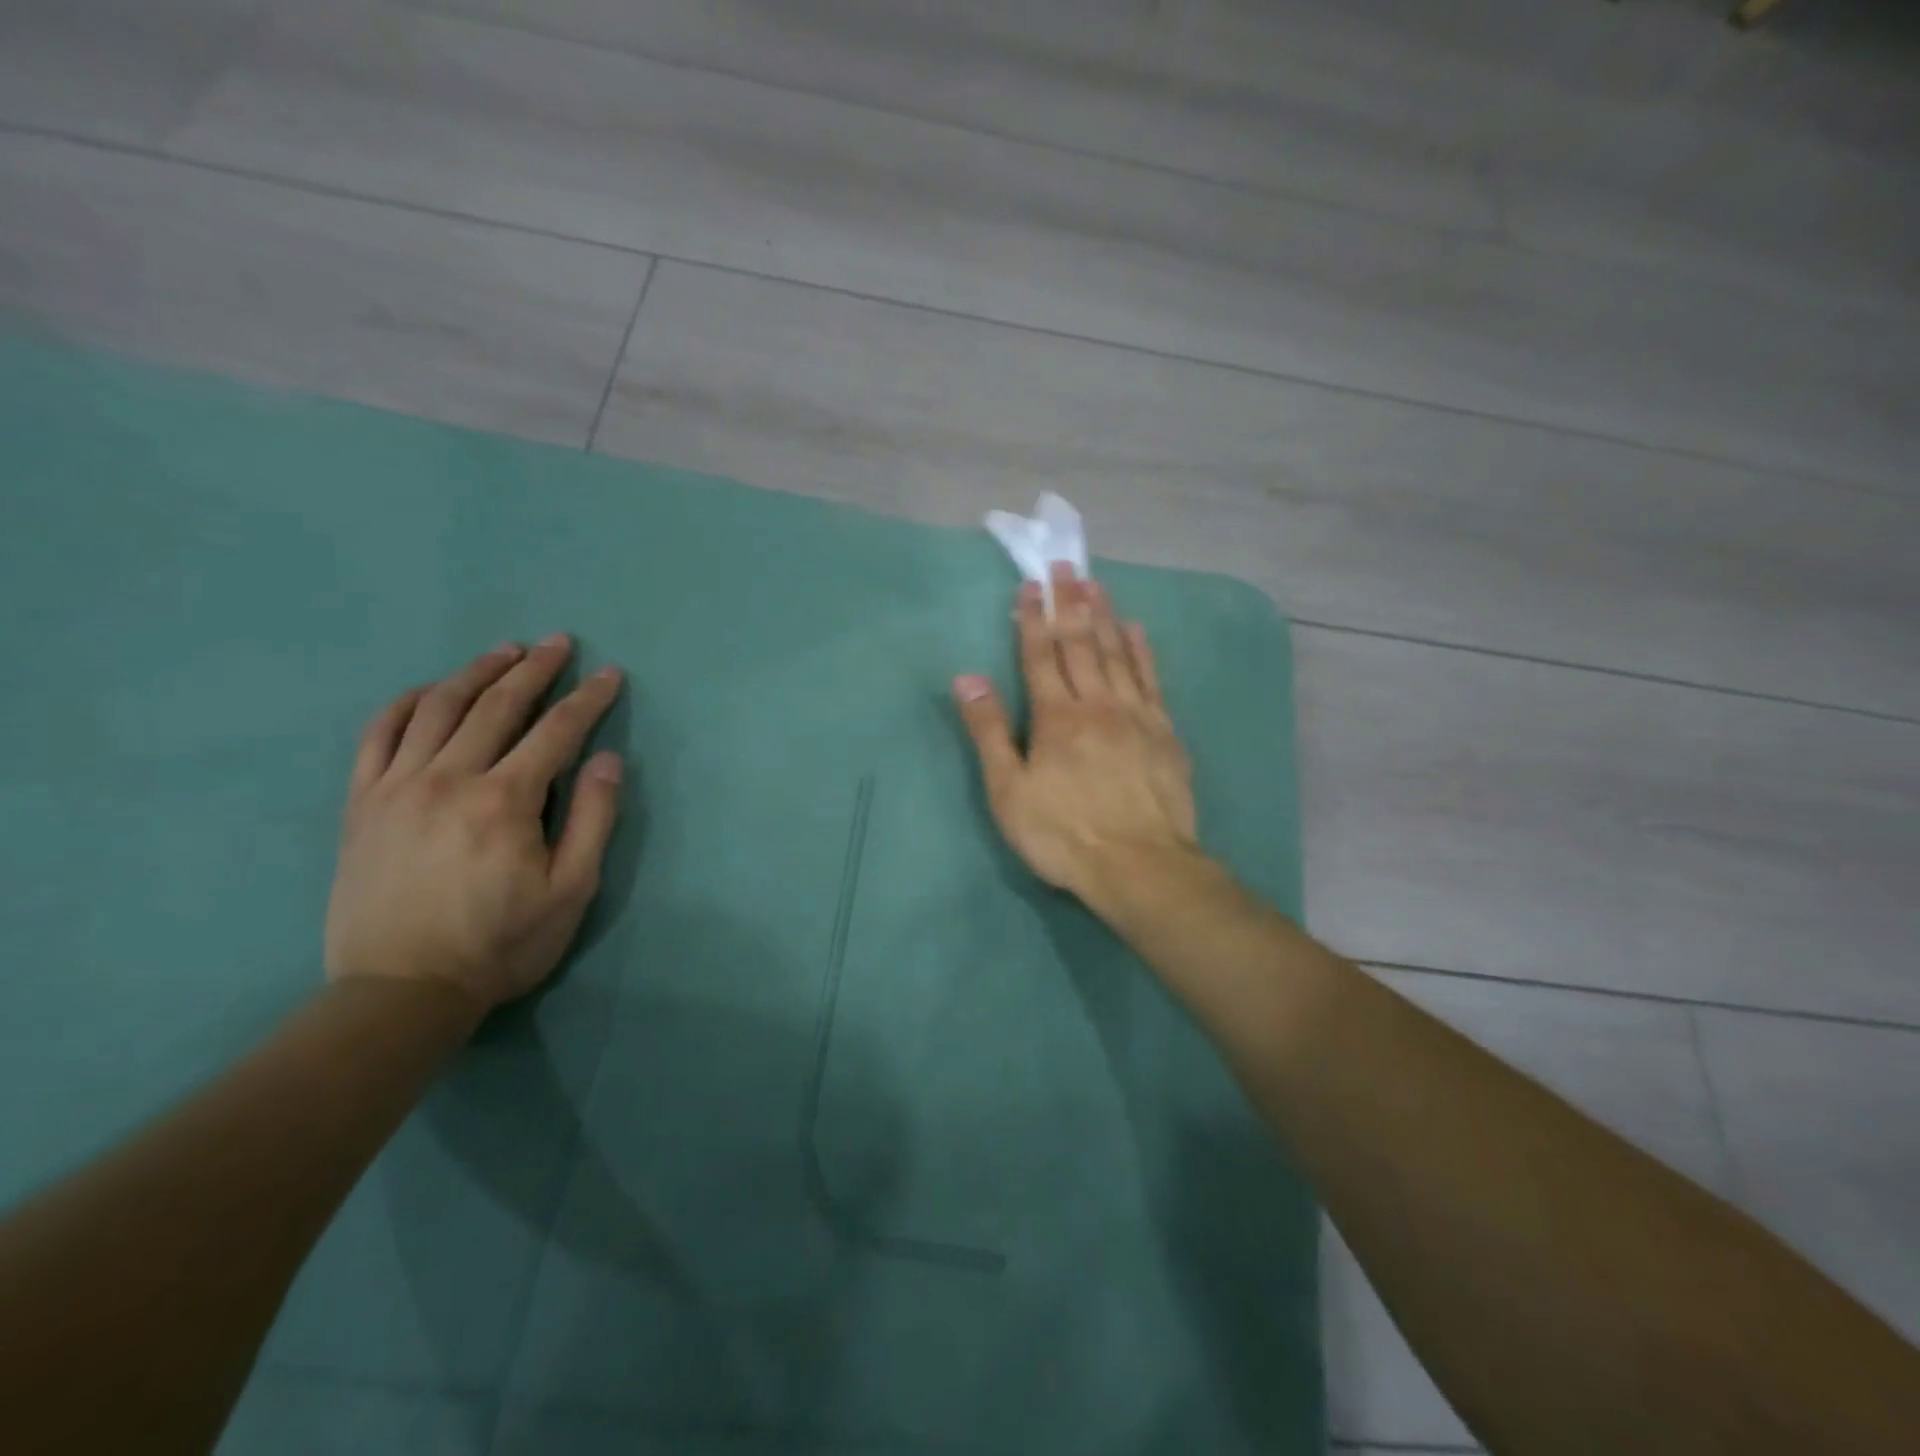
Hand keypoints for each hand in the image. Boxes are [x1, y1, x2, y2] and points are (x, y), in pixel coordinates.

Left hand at [324, 635, 625, 1016]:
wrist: (400, 991)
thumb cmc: (501, 943)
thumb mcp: (571, 890)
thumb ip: (592, 819)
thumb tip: (607, 760)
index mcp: (505, 801)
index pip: (557, 731)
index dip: (588, 698)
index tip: (610, 674)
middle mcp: (449, 779)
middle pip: (497, 706)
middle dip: (535, 669)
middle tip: (559, 643)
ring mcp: (397, 787)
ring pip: (438, 708)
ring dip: (476, 672)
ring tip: (504, 651)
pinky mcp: (363, 803)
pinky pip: (378, 735)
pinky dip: (405, 702)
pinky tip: (428, 689)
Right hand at [953, 565, 1198, 905]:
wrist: (1139, 866)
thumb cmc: (1063, 834)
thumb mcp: (1008, 791)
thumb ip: (989, 732)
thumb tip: (967, 679)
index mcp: (1055, 717)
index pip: (1040, 655)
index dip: (1033, 617)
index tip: (1031, 584)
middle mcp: (1096, 704)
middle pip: (1080, 644)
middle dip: (1070, 602)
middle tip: (1066, 565)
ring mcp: (1135, 715)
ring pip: (1117, 654)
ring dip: (1104, 616)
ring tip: (1096, 584)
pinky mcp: (1164, 732)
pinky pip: (1151, 680)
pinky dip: (1142, 651)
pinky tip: (1137, 630)